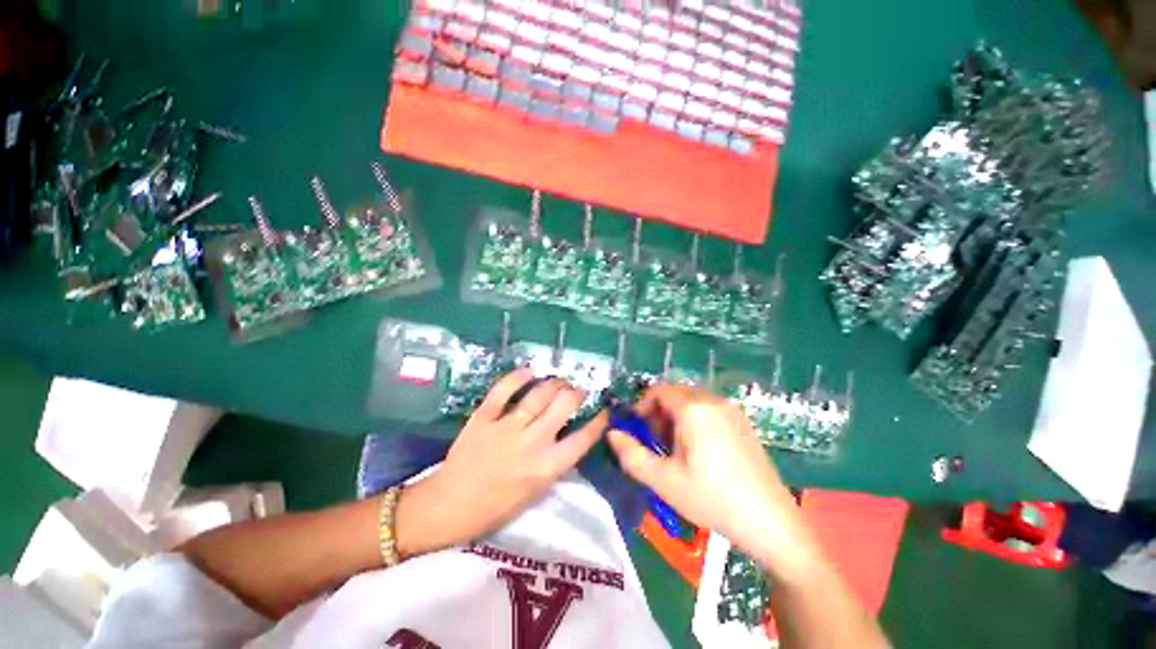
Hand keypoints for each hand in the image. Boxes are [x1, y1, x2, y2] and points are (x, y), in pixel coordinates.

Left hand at [396, 368, 605, 557]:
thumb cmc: (495, 507)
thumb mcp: (535, 491)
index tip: (605, 410)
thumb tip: (569, 434)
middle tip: (578, 391)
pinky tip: (530, 370)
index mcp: (545, 468)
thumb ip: (554, 462)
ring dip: (554, 383)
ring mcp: (506, 427)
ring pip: (538, 395)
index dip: (598, 421)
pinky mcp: (483, 418)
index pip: (582, 439)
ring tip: (559, 381)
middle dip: (576, 394)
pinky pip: (503, 391)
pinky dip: (517, 377)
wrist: (449, 507)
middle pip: (563, 406)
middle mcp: (531, 443)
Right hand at [607, 385, 818, 574]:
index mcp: (694, 409)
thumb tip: (612, 434)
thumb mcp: (664, 481)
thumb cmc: (712, 499)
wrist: (770, 522)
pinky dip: (694, 420)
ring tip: (675, 449)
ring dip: (675, 416)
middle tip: (655, 442)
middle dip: (658, 412)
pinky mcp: (742, 422)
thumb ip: (631, 455)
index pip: (658, 391)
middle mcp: (713, 401)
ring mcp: (731, 410)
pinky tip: (698, 450)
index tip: (636, 428)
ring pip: (691, 401)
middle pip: (674, 394)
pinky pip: (708, 409)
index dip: (641, 405)